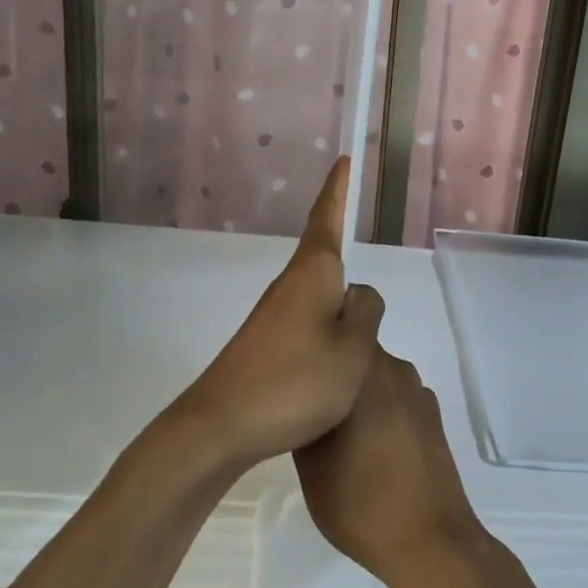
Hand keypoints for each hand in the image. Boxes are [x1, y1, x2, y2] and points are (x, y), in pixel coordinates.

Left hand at [178, 158, 384, 470]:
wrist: (221, 426)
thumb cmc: (296, 382)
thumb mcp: (353, 350)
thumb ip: (366, 314)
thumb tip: (360, 293)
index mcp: (313, 276)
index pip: (327, 220)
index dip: (338, 191)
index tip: (344, 161)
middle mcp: (289, 287)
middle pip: (324, 259)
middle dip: (344, 252)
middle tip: (364, 263)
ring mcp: (273, 316)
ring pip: (318, 295)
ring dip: (338, 302)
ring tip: (359, 330)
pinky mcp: (264, 344)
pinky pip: (307, 322)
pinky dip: (327, 329)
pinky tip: (335, 359)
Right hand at [294, 349, 487, 587]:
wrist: (428, 540)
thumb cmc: (359, 499)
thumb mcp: (309, 460)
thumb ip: (305, 414)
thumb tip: (303, 394)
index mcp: (366, 370)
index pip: (335, 330)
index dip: (312, 347)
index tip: (291, 368)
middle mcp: (396, 370)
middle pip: (355, 356)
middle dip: (332, 373)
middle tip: (304, 402)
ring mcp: (418, 394)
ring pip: (375, 381)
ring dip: (355, 396)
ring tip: (333, 431)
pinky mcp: (433, 419)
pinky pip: (395, 401)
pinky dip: (379, 414)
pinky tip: (367, 448)